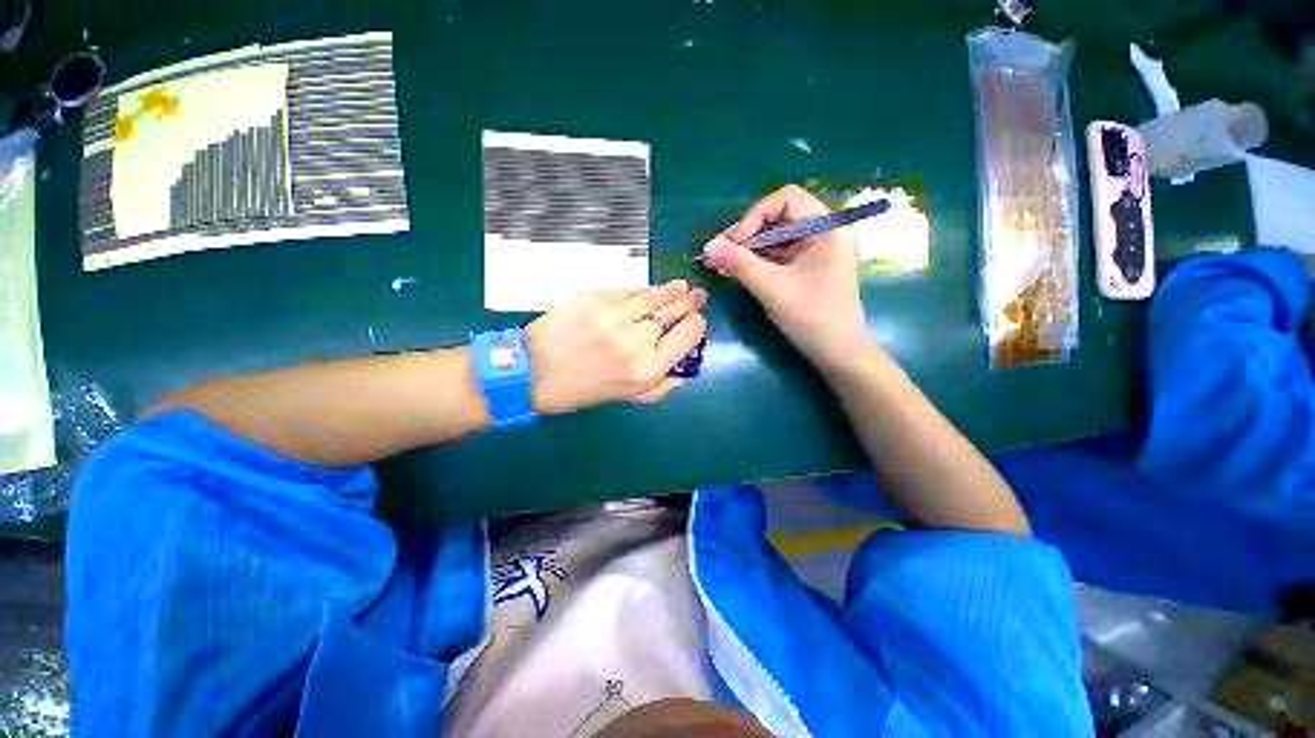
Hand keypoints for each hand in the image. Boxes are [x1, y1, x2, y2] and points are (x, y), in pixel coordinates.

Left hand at [526, 280, 707, 414]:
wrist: (534, 372)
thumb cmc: (584, 390)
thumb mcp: (629, 398)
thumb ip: (662, 386)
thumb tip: (684, 370)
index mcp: (648, 368)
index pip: (689, 334)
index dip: (697, 325)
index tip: (696, 322)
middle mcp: (636, 339)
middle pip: (675, 310)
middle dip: (690, 301)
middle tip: (697, 295)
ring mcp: (614, 314)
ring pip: (654, 295)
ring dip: (671, 289)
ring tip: (681, 286)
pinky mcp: (594, 297)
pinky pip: (627, 290)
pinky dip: (641, 291)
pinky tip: (648, 292)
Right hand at [702, 185, 870, 369]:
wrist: (837, 353)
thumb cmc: (811, 317)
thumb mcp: (772, 287)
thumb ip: (739, 263)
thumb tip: (707, 246)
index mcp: (826, 228)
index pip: (786, 200)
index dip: (755, 216)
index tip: (734, 241)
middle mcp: (822, 233)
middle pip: (778, 219)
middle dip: (746, 234)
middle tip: (717, 252)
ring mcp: (814, 252)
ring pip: (774, 239)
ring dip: (746, 250)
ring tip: (719, 264)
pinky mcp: (806, 269)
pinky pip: (777, 256)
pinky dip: (755, 262)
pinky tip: (733, 270)